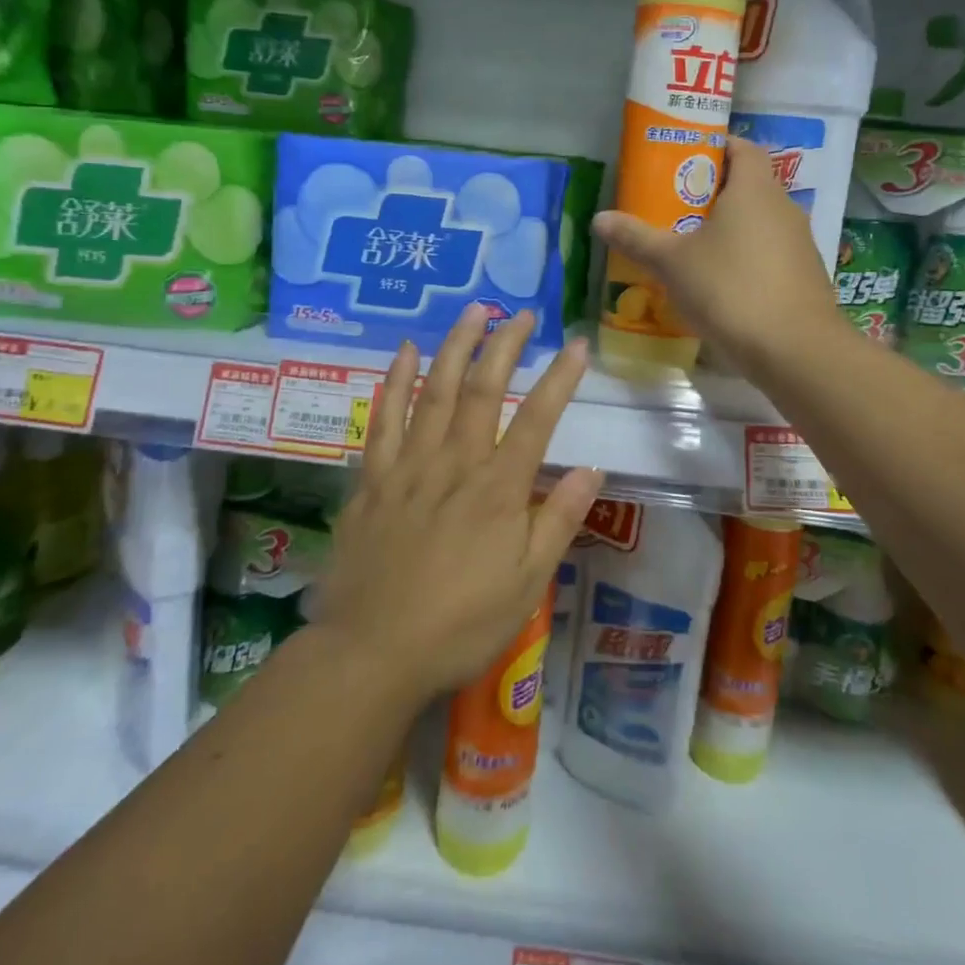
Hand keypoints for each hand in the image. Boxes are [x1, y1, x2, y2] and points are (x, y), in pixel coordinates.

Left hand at [306, 305, 602, 704]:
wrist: (372, 653)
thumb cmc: (460, 624)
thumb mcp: (526, 584)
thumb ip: (558, 521)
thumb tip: (592, 469)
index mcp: (497, 491)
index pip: (536, 420)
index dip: (559, 379)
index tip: (576, 344)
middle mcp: (454, 465)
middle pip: (482, 391)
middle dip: (504, 346)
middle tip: (520, 314)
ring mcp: (408, 467)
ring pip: (433, 392)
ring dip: (455, 348)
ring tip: (472, 311)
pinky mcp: (372, 479)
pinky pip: (382, 420)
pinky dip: (394, 382)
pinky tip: (404, 352)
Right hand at [592, 137, 841, 373]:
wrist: (795, 350)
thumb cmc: (730, 289)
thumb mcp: (672, 263)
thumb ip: (637, 238)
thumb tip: (599, 218)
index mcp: (755, 189)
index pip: (742, 148)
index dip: (715, 147)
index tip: (685, 161)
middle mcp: (784, 208)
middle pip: (749, 185)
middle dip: (713, 193)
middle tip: (675, 208)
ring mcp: (800, 244)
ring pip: (760, 223)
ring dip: (731, 229)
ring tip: (693, 248)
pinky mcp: (805, 277)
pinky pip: (771, 254)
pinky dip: (746, 259)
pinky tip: (721, 285)